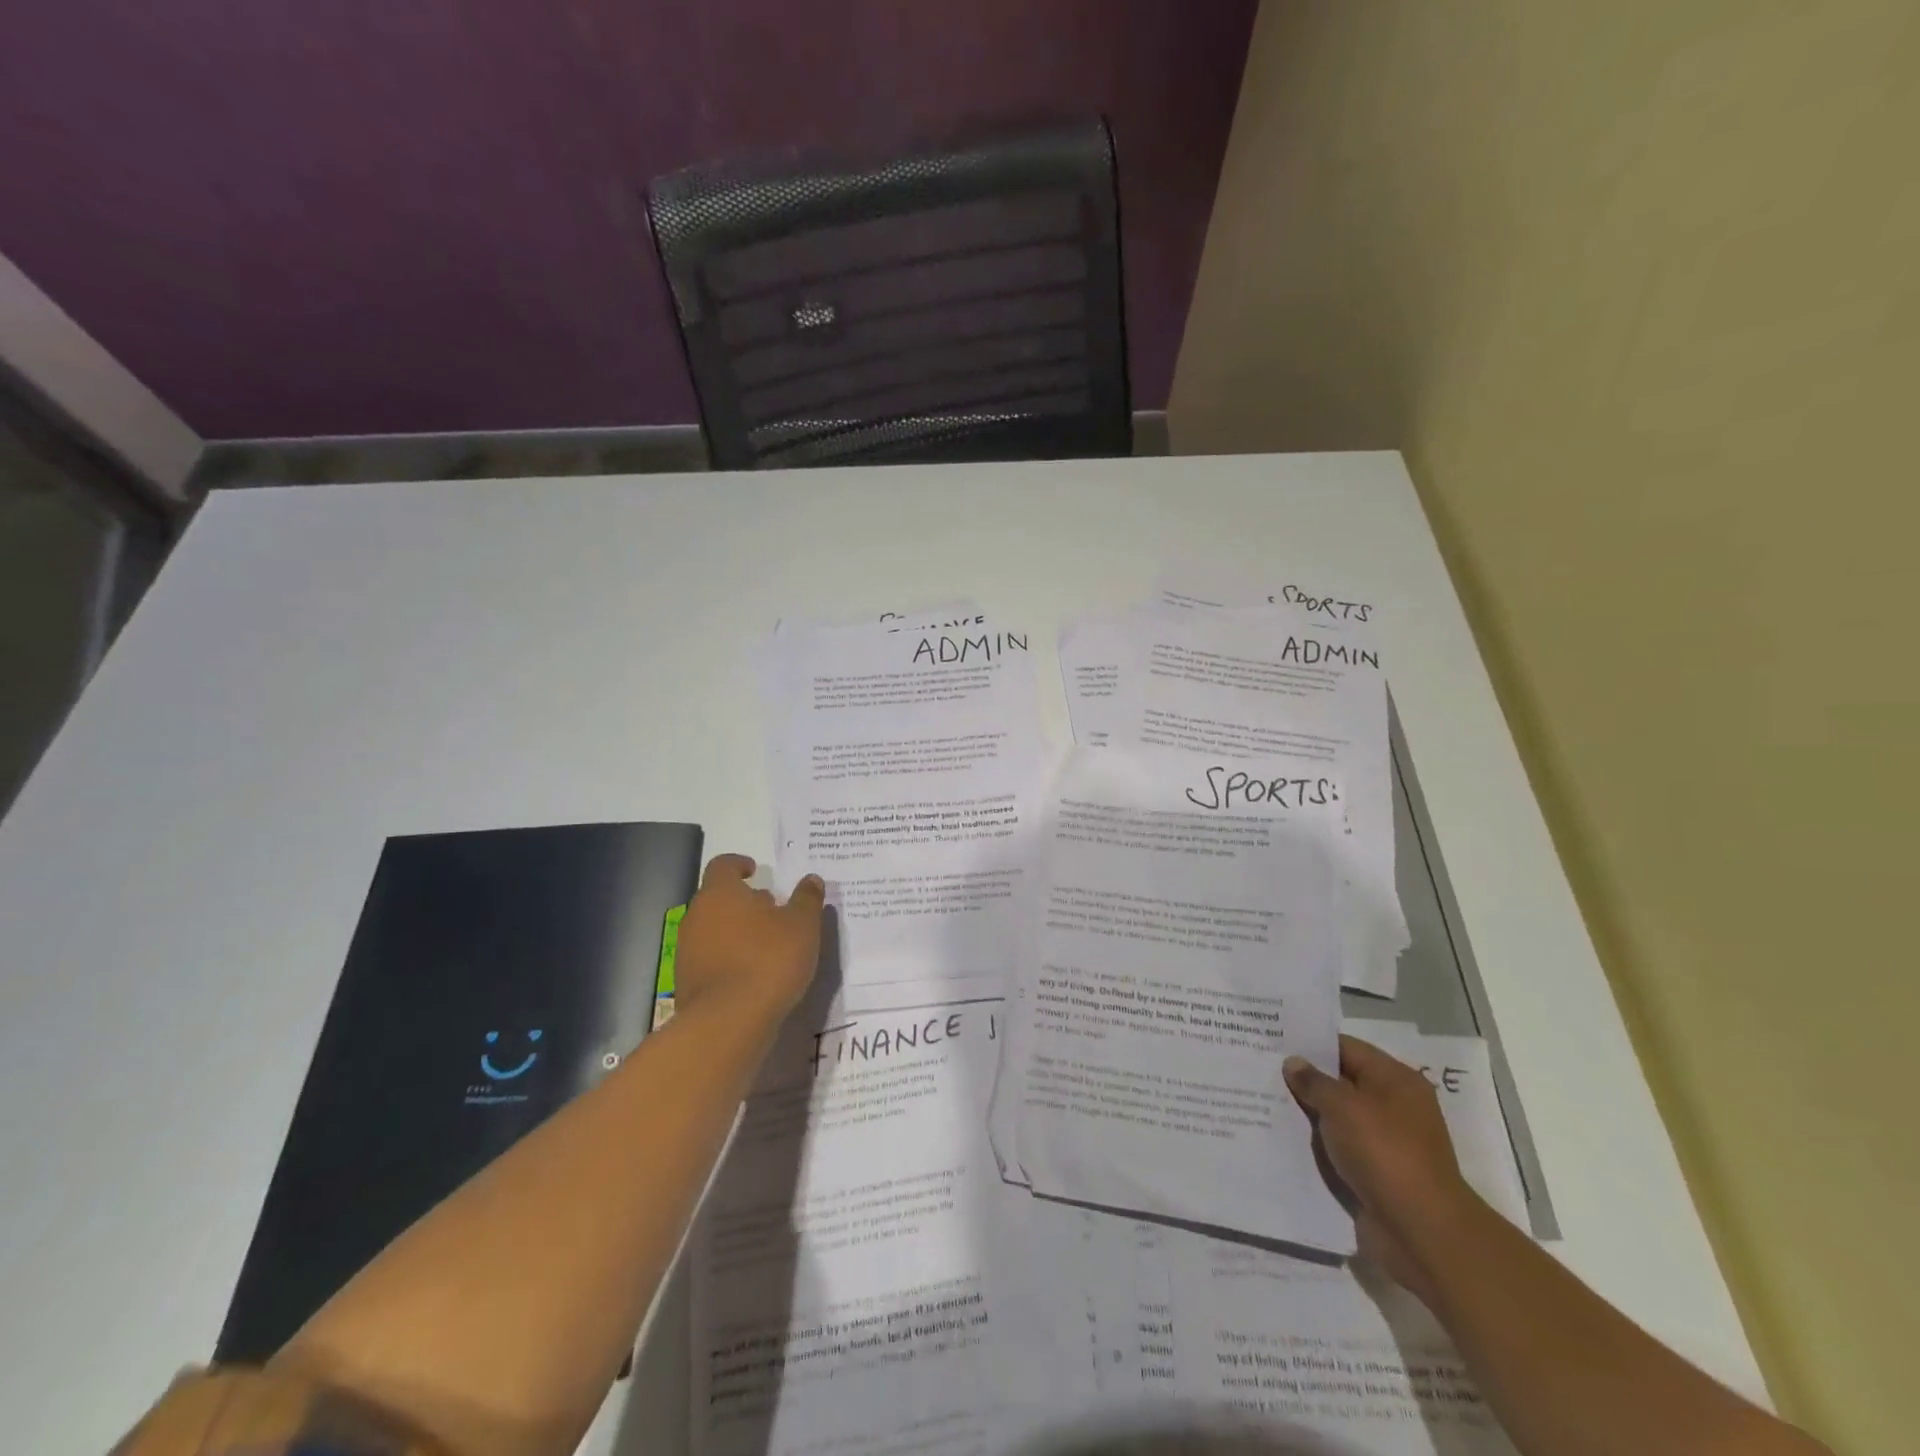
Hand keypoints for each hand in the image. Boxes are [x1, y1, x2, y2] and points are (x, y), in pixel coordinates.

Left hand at [672, 855, 825, 1025]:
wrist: (728, 1022)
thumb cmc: (768, 960)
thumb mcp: (802, 925)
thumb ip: (807, 899)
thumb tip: (811, 879)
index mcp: (720, 893)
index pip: (723, 865)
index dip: (739, 864)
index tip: (755, 870)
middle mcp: (697, 916)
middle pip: (718, 898)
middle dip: (743, 901)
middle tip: (771, 910)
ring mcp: (687, 951)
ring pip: (713, 929)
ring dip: (736, 931)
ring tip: (766, 944)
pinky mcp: (687, 982)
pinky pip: (711, 958)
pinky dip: (729, 958)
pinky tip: (753, 973)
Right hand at [1284, 1034, 1483, 1302]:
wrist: (1421, 1232)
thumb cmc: (1384, 1154)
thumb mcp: (1343, 1107)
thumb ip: (1314, 1081)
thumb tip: (1294, 1063)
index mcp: (1396, 1080)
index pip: (1346, 1048)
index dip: (1310, 1043)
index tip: (1273, 1039)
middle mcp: (1394, 1106)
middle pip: (1341, 1082)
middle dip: (1305, 1078)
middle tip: (1261, 1066)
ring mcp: (1386, 1141)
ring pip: (1338, 1116)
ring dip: (1308, 1112)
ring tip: (1263, 1098)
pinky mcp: (1376, 1172)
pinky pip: (1339, 1147)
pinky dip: (1317, 1142)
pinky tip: (1283, 1136)